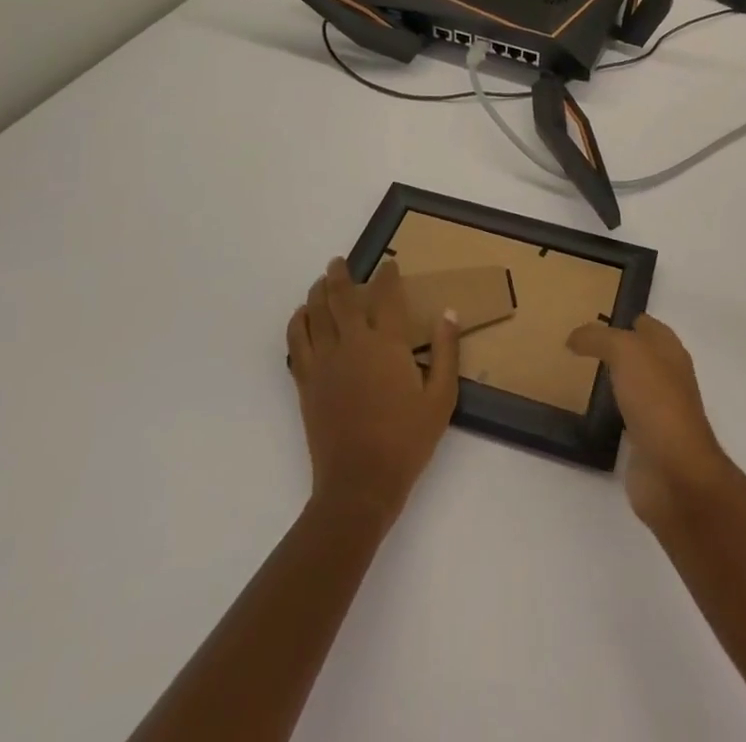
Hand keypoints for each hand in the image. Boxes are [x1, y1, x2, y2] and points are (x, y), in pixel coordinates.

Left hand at [287, 257, 459, 524]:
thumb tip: (448, 314)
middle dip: (341, 275)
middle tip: (339, 262)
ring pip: (315, 314)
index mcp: (387, 344)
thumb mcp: (441, 398)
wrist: (359, 484)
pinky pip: (296, 343)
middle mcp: (352, 344)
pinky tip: (302, 317)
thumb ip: (446, 352)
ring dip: (317, 293)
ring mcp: (325, 362)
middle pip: (341, 297)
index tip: (390, 264)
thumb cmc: (406, 441)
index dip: (387, 276)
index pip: (386, 296)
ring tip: (320, 282)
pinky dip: (298, 323)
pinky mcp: (307, 382)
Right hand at [567, 315, 734, 526]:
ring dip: (611, 379)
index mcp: (669, 350)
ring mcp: (658, 410)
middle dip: (613, 348)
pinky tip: (589, 410)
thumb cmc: (655, 400)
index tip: (589, 318)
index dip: (621, 318)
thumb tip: (574, 338)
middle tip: (577, 345)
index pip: (644, 324)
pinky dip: (609, 412)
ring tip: (578, 373)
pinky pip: (624, 416)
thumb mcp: (624, 351)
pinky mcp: (646, 440)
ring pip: (631, 384)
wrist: (674, 472)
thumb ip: (598, 338)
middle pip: (638, 354)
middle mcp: (667, 376)